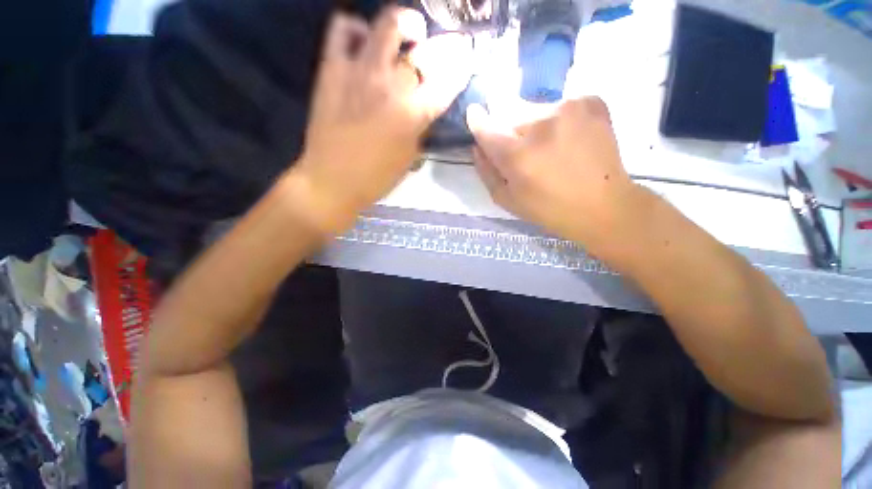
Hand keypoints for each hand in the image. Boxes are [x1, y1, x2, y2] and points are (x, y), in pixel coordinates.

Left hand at [295, 7, 472, 231]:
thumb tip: (425, 105)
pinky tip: (363, 43)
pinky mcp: (332, 68)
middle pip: (422, 50)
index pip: (446, 83)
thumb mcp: (409, 157)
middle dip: (439, 47)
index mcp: (413, 115)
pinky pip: (343, 29)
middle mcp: (391, 86)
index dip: (460, 69)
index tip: (465, 61)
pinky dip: (357, 29)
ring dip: (403, 24)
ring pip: (387, 24)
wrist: (331, 180)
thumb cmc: (375, 178)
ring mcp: (360, 72)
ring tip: (404, 35)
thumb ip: (421, 127)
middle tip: (434, 51)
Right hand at [467, 97, 637, 249]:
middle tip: (523, 150)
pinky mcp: (590, 100)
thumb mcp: (507, 200)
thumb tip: (478, 147)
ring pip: (534, 109)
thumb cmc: (548, 209)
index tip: (475, 114)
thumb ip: (486, 172)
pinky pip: (560, 105)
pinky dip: (558, 120)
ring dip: (533, 125)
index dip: (478, 120)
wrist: (602, 205)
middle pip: (509, 113)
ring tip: (549, 148)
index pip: (486, 126)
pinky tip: (569, 139)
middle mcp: (540, 123)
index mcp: (517, 154)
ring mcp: (568, 107)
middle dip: (509, 129)